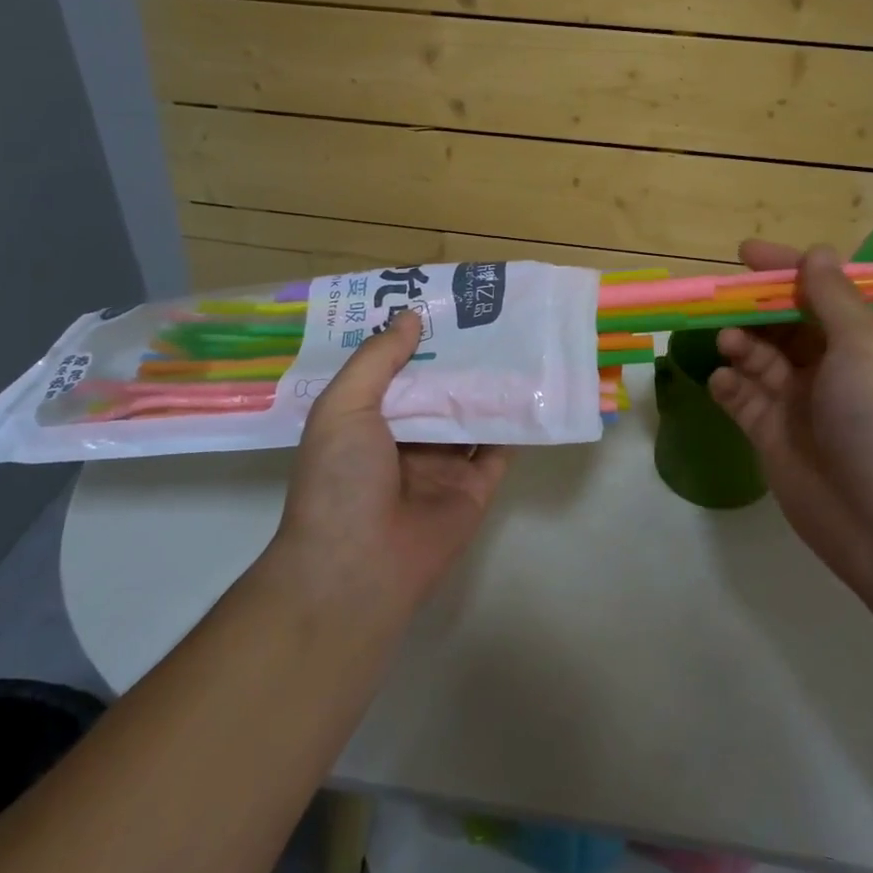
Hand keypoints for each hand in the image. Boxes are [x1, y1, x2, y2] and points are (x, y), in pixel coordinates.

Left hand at [275, 310, 508, 613]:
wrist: (357, 568)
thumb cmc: (339, 480)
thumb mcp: (343, 407)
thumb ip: (377, 360)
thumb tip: (410, 317)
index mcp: (367, 421)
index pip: (396, 371)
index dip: (416, 340)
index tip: (442, 304)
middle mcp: (405, 440)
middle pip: (438, 390)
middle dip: (459, 357)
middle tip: (489, 312)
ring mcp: (442, 465)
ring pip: (471, 415)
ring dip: (490, 384)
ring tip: (517, 338)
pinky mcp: (475, 488)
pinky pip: (500, 449)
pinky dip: (515, 422)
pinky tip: (533, 386)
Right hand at [708, 241, 872, 592]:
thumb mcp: (867, 344)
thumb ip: (832, 297)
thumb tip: (817, 253)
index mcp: (865, 341)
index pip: (821, 292)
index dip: (786, 269)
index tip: (746, 253)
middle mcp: (833, 368)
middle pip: (784, 324)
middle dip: (754, 308)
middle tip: (720, 299)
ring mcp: (801, 404)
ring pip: (759, 359)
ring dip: (740, 343)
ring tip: (728, 343)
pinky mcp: (774, 437)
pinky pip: (743, 399)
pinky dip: (729, 385)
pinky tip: (722, 381)